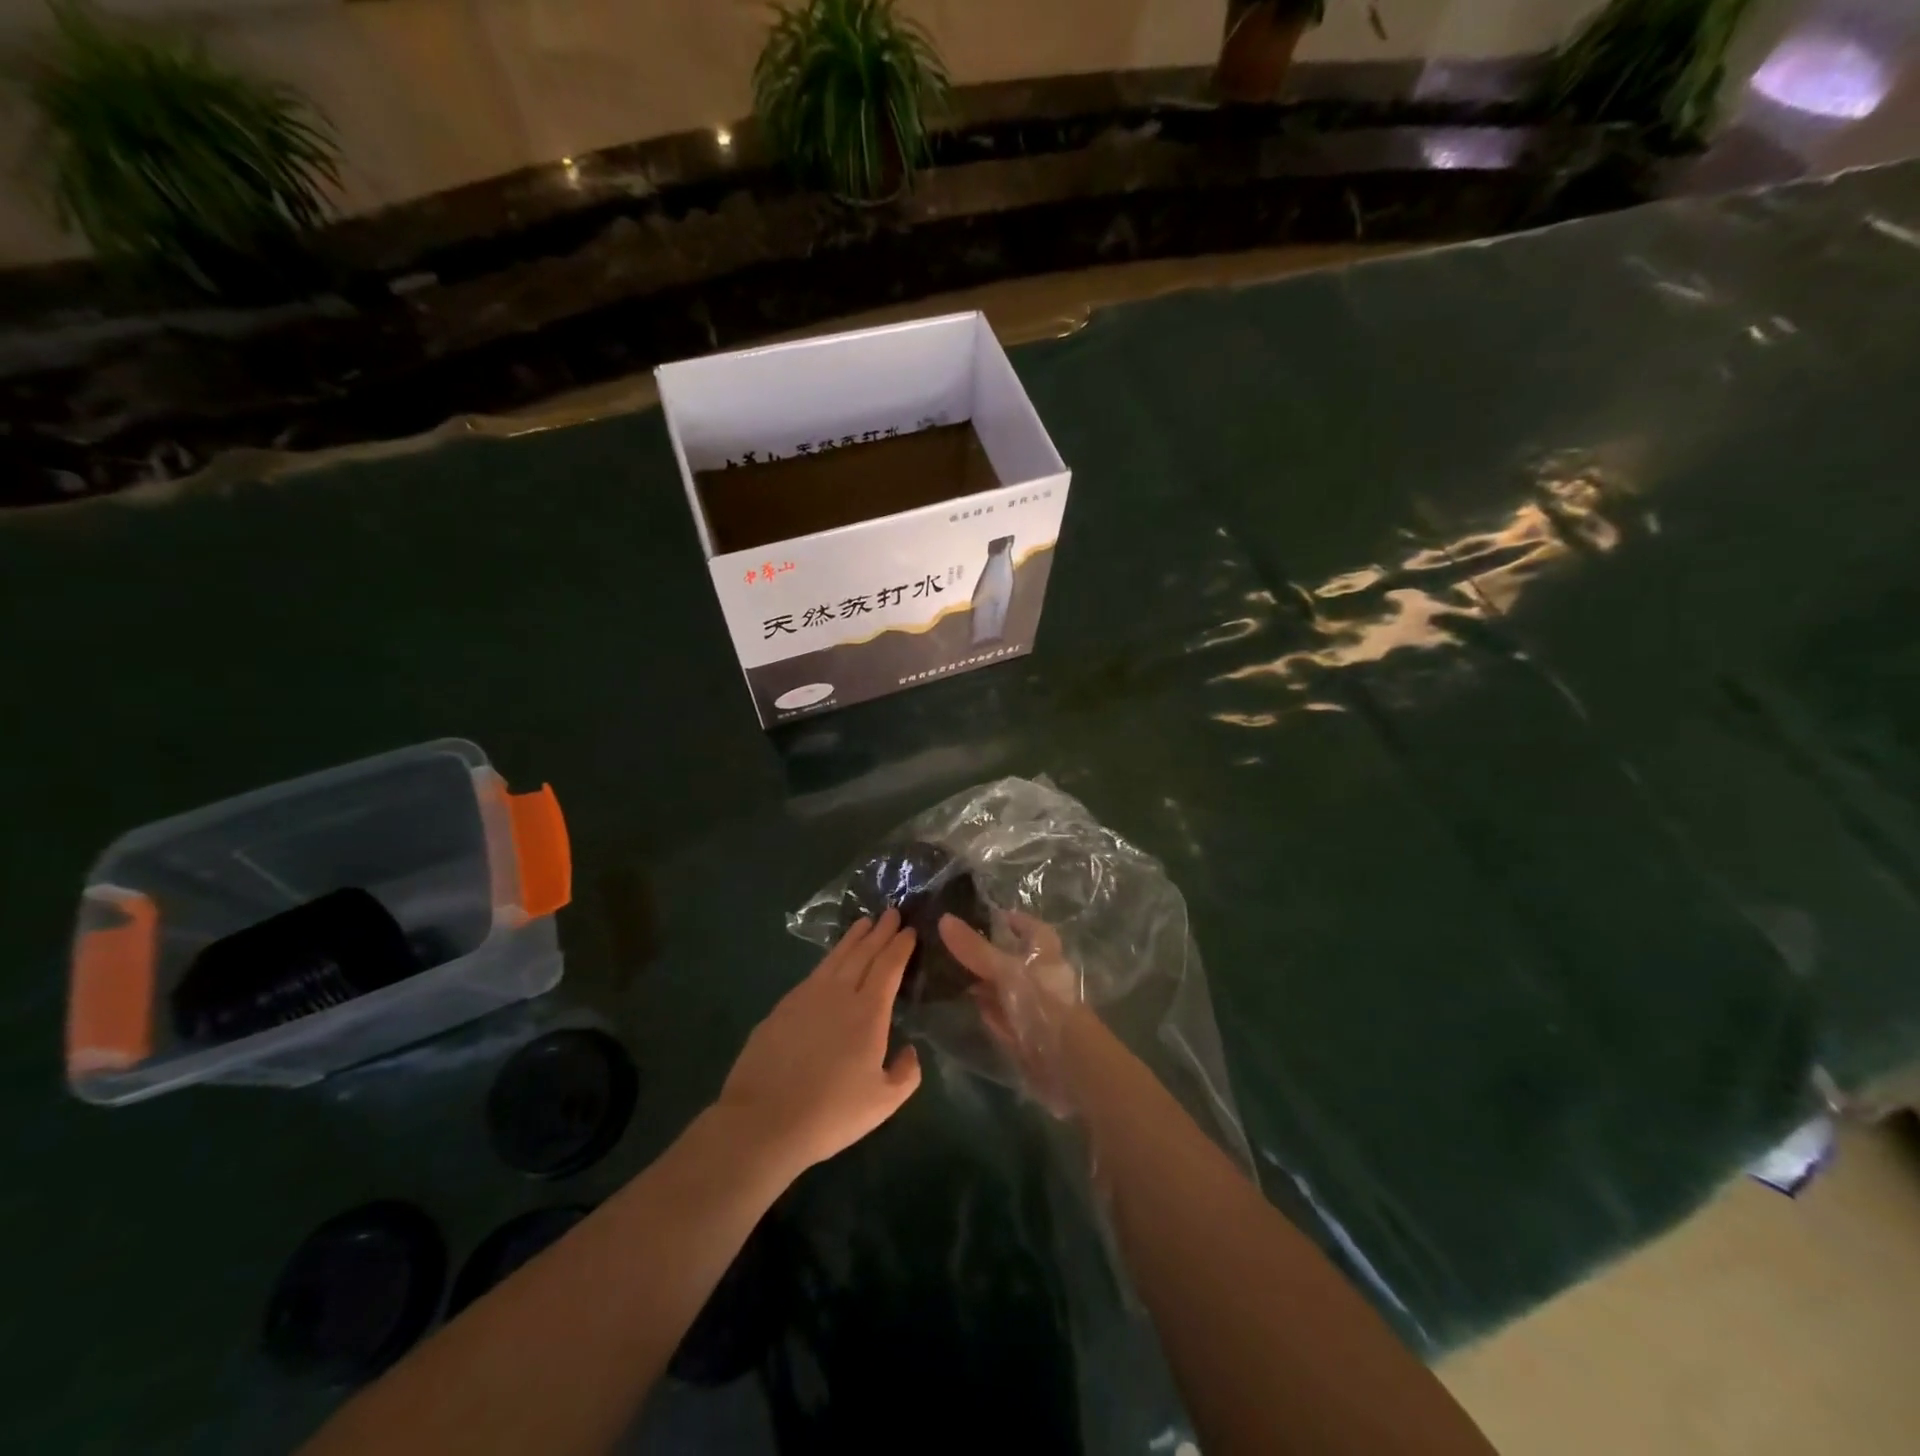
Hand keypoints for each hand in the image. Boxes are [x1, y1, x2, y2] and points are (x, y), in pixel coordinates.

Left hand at [716, 907, 923, 1175]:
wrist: (764, 1121)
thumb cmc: (831, 1113)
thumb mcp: (882, 1103)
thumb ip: (906, 1074)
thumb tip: (911, 1050)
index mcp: (869, 1012)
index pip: (889, 967)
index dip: (900, 946)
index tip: (910, 929)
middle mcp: (840, 993)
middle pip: (864, 953)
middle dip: (880, 931)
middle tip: (891, 912)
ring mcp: (807, 996)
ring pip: (836, 957)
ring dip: (853, 938)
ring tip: (864, 922)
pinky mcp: (783, 1007)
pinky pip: (814, 972)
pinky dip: (829, 958)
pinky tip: (831, 962)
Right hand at [938, 910, 1085, 1114]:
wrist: (1066, 1063)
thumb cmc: (1042, 1004)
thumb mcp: (1005, 970)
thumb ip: (975, 948)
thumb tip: (943, 918)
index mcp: (1044, 952)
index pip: (1029, 927)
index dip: (1011, 920)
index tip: (984, 915)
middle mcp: (1040, 976)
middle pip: (1012, 958)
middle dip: (987, 952)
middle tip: (952, 944)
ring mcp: (1032, 1006)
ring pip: (1004, 988)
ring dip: (982, 982)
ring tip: (949, 971)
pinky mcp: (1024, 1033)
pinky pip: (1001, 1015)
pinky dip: (985, 1010)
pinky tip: (965, 1005)